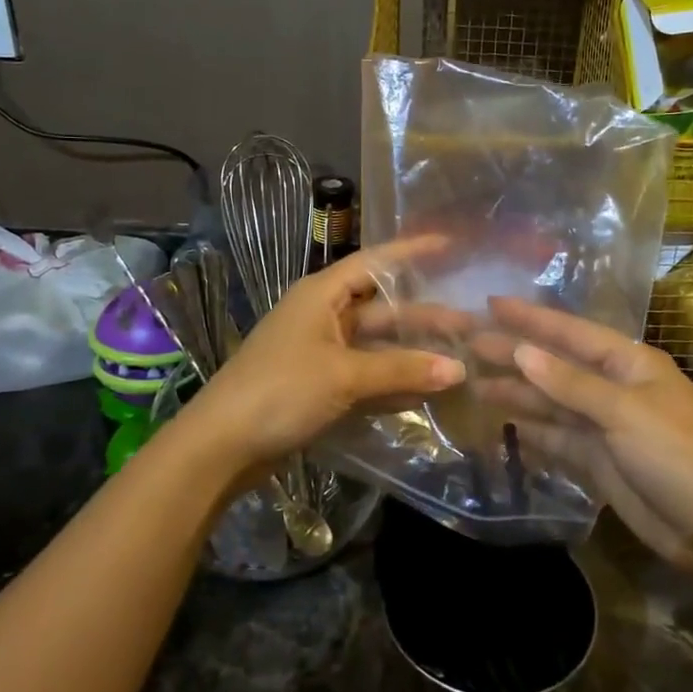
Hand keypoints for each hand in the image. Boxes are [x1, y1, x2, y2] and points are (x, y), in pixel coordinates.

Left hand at [173, 237, 467, 479]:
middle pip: (382, 308)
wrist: (222, 445)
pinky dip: (392, 380)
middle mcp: (322, 316)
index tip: (451, 246)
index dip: (412, 253)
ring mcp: (320, 352)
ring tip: (458, 355)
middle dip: (423, 315)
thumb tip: (459, 368)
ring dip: (412, 351)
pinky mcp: (318, 385)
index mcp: (321, 295)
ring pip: (376, 345)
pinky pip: (365, 374)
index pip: (375, 263)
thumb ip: (402, 370)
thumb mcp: (344, 375)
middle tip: (470, 322)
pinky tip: (425, 389)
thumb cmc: (281, 390)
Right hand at [476, 297, 692, 565]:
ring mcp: (604, 425)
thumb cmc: (677, 455)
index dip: (531, 318)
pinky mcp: (597, 459)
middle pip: (555, 365)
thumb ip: (570, 383)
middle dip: (515, 354)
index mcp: (630, 363)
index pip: (571, 332)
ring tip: (473, 383)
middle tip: (468, 343)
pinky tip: (501, 423)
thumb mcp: (625, 412)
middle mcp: (614, 387)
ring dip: (516, 392)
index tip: (491, 304)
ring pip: (551, 402)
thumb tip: (522, 351)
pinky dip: (530, 430)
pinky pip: (556, 437)